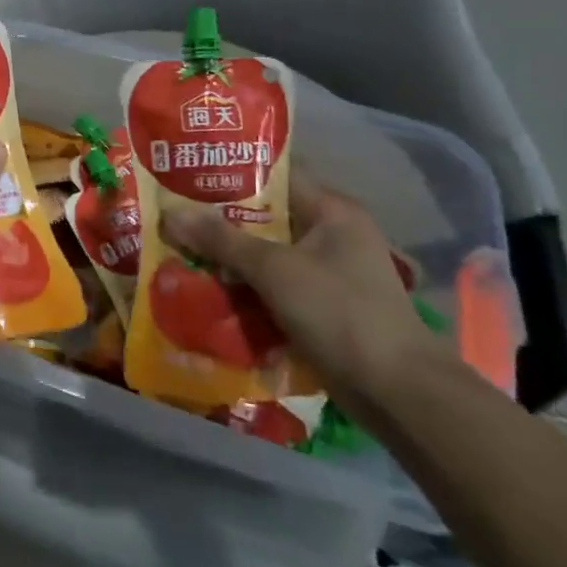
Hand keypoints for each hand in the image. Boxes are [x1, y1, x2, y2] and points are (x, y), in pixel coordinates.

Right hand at [161, 173, 452, 420]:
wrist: (397, 392)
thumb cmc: (340, 313)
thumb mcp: (274, 270)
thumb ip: (221, 240)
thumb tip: (169, 214)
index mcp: (332, 211)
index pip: (275, 176)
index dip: (230, 174)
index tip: (185, 175)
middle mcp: (332, 234)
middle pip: (266, 218)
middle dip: (220, 221)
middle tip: (172, 217)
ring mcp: (329, 272)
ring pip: (267, 254)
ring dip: (229, 258)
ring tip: (180, 251)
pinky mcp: (323, 306)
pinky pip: (274, 285)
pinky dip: (245, 287)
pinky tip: (209, 290)